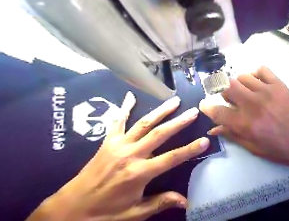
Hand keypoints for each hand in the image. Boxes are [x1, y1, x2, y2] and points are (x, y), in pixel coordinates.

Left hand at [29, 92, 210, 220]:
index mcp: (139, 173)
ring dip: (161, 111)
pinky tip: (130, 96)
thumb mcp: (134, 214)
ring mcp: (118, 145)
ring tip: (175, 101)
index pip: (171, 158)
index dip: (190, 149)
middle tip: (193, 111)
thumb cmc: (104, 214)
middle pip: (160, 134)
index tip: (205, 140)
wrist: (67, 211)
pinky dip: (124, 108)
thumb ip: (161, 202)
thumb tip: (186, 201)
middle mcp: (131, 154)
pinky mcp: (108, 142)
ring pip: (144, 123)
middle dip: (179, 122)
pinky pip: (117, 122)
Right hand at [201, 66, 288, 176]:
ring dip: (239, 84)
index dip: (207, 108)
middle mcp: (251, 103)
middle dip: (223, 92)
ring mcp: (265, 91)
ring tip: (244, 92)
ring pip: (242, 77)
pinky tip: (257, 83)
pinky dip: (255, 74)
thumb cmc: (281, 148)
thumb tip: (214, 129)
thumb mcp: (254, 148)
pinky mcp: (278, 84)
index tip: (204, 105)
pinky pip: (261, 70)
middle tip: (229, 98)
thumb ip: (232, 135)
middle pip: (227, 87)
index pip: (217, 111)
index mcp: (244, 123)